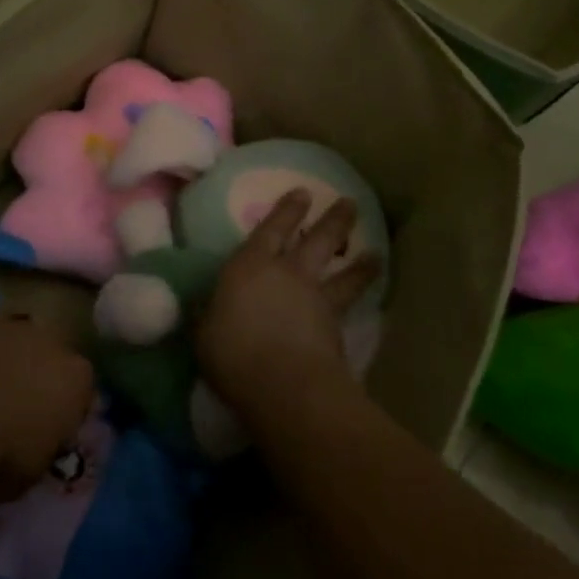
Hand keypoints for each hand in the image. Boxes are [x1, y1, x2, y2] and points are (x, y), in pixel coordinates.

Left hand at [0, 312, 95, 496]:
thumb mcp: (31, 474)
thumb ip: (43, 452)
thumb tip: (36, 447)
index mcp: (78, 379)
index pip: (83, 396)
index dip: (66, 416)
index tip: (48, 434)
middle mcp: (54, 341)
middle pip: (54, 360)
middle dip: (42, 379)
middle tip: (18, 409)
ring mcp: (15, 323)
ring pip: (21, 342)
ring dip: (11, 360)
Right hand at [196, 190, 380, 418]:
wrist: (285, 387)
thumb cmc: (233, 353)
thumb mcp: (204, 334)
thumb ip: (207, 316)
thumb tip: (204, 308)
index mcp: (250, 265)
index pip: (270, 228)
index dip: (286, 210)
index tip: (303, 192)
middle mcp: (288, 273)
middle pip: (317, 239)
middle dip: (333, 219)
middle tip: (349, 203)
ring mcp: (317, 299)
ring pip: (343, 272)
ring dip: (360, 262)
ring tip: (375, 253)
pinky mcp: (337, 328)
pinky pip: (350, 305)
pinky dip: (360, 296)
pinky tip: (366, 299)